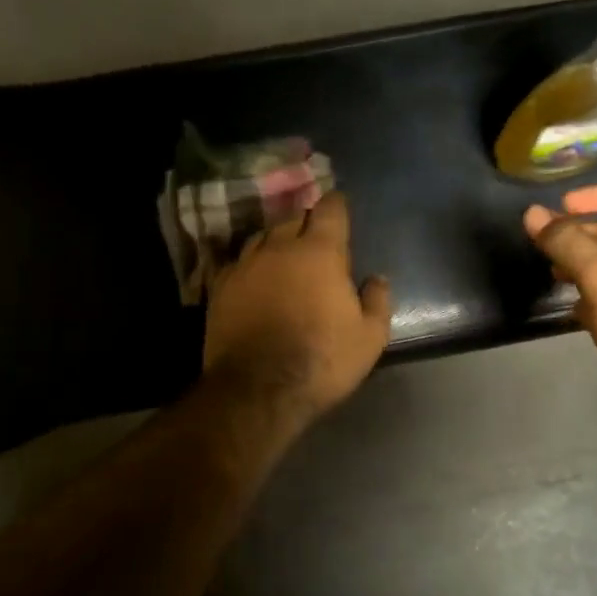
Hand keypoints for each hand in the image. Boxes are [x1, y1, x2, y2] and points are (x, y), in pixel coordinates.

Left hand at [204, 192, 391, 421]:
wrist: (257, 390)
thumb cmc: (322, 360)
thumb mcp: (369, 338)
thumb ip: (377, 301)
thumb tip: (378, 279)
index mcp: (319, 252)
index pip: (330, 209)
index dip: (337, 205)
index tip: (340, 207)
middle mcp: (278, 247)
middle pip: (293, 218)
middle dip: (306, 222)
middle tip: (316, 236)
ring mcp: (244, 265)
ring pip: (261, 237)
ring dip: (276, 241)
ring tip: (284, 255)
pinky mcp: (219, 287)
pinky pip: (238, 262)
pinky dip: (251, 265)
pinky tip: (255, 278)